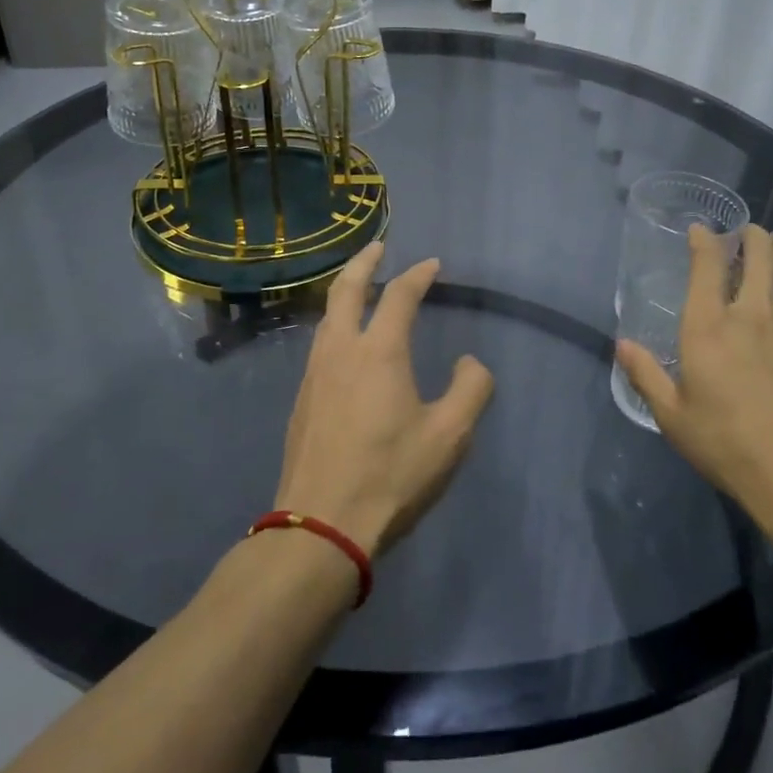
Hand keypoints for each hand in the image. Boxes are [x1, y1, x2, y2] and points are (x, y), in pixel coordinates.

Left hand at [274, 243, 494, 557]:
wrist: (321, 525)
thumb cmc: (392, 476)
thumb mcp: (450, 435)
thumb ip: (471, 389)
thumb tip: (468, 362)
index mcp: (379, 351)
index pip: (400, 296)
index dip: (419, 275)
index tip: (432, 264)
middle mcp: (341, 351)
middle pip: (347, 290)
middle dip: (364, 262)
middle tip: (378, 247)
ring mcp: (314, 375)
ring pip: (327, 317)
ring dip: (345, 292)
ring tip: (360, 288)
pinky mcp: (301, 400)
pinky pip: (320, 344)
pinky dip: (335, 324)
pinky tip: (344, 343)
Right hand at [616, 225, 772, 553]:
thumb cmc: (727, 447)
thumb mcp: (672, 416)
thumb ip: (646, 375)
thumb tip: (623, 345)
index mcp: (710, 327)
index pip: (707, 266)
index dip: (704, 240)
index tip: (701, 230)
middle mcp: (755, 316)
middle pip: (760, 257)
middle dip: (753, 237)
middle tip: (749, 234)